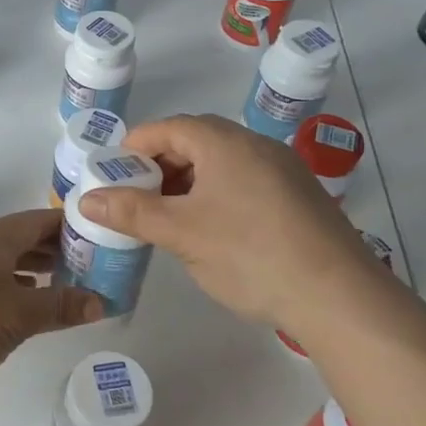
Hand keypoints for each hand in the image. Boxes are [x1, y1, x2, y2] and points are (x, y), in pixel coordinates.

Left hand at [0, 209, 103, 391]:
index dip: (66, 227)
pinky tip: (5, 300)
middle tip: (80, 264)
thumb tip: (100, 301)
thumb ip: (58, 307)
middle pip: (14, 236)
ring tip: (50, 281)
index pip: (36, 220)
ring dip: (23, 264)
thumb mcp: (16, 319)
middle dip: (48, 248)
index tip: (93, 237)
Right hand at [75, 113, 382, 330]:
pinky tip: (212, 232)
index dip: (134, 148)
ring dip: (187, 184)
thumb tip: (86, 199)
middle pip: (194, 142)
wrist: (339, 297)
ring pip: (220, 164)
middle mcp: (255, 145)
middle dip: (159, 168)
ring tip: (169, 219)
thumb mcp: (180, 233)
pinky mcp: (298, 197)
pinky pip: (244, 182)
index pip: (167, 128)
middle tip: (136, 200)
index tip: (112, 177)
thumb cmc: (249, 254)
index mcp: (224, 142)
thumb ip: (131, 212)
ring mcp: (283, 170)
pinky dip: (216, 196)